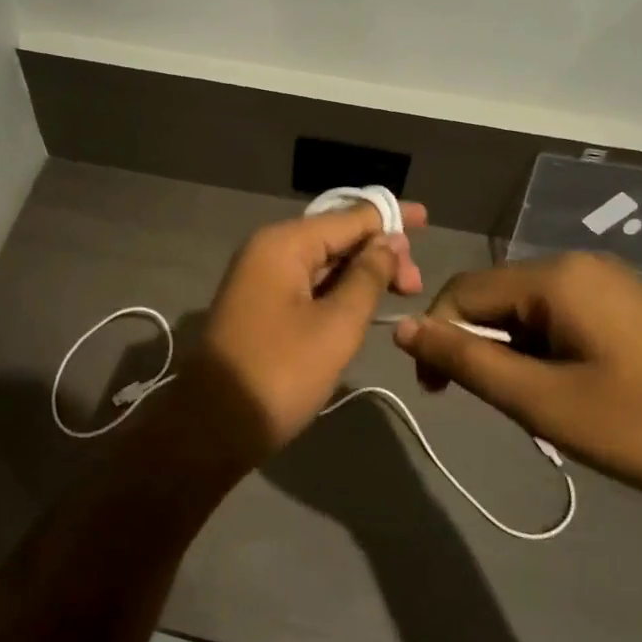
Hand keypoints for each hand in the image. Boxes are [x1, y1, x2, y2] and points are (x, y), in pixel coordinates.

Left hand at [182, 201, 426, 467]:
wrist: (214, 424)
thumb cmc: (281, 373)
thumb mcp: (336, 326)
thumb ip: (367, 278)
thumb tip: (389, 242)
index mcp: (284, 244)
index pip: (347, 217)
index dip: (389, 217)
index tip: (427, 218)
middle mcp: (268, 249)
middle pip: (334, 236)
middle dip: (378, 251)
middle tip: (415, 285)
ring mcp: (260, 277)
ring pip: (322, 261)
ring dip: (361, 272)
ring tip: (401, 292)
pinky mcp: (260, 303)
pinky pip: (307, 282)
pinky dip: (338, 289)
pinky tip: (364, 302)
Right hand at [391, 253, 641, 536]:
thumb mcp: (543, 402)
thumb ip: (466, 361)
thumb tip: (402, 328)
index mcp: (557, 277)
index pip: (463, 291)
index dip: (437, 337)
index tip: (436, 392)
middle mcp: (580, 265)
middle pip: (495, 297)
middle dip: (479, 347)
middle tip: (496, 407)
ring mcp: (610, 282)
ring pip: (527, 310)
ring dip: (513, 353)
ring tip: (538, 406)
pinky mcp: (629, 305)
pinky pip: (561, 316)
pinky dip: (545, 351)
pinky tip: (570, 390)